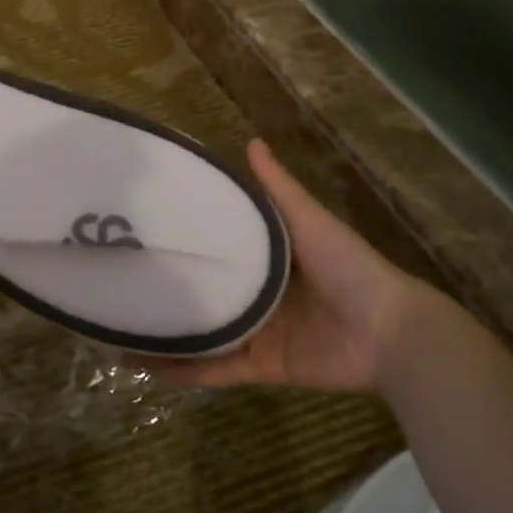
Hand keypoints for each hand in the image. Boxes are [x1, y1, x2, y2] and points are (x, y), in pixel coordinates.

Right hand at [153, 140, 466, 392]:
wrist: (388, 331)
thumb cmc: (349, 266)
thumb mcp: (308, 220)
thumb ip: (279, 189)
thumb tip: (251, 141)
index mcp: (270, 259)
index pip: (221, 246)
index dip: (190, 239)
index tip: (150, 230)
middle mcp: (259, 295)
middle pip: (208, 292)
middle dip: (173, 288)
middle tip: (125, 279)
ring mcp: (258, 333)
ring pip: (204, 334)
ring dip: (170, 334)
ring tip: (124, 328)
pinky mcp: (261, 366)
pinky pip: (217, 369)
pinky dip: (186, 371)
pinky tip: (148, 366)